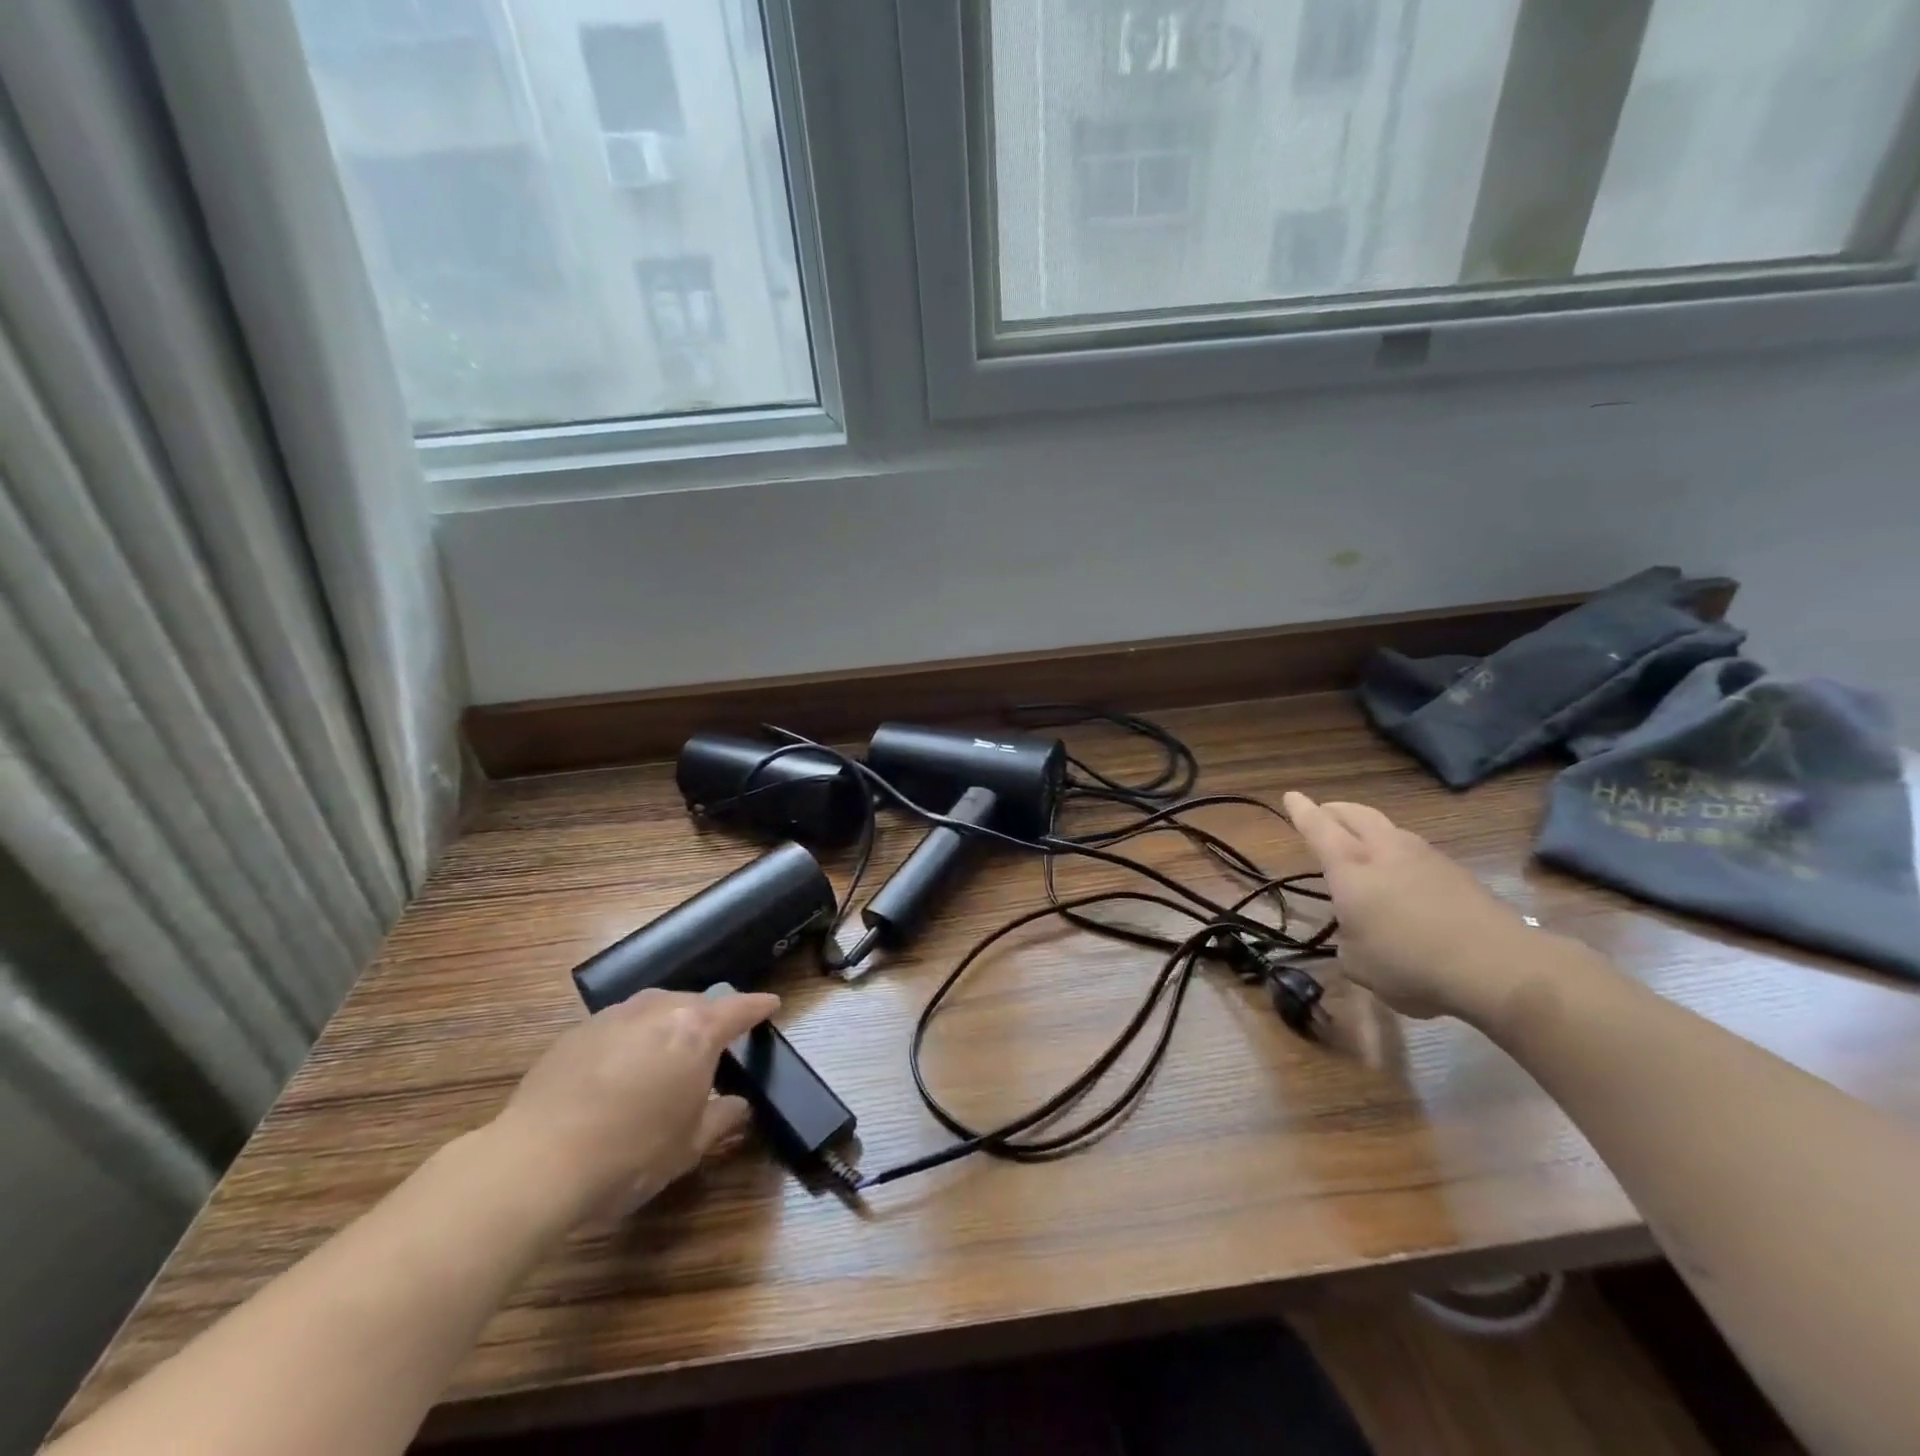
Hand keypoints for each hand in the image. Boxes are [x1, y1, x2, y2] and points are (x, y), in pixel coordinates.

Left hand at [487, 988, 778, 1222]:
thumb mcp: (688, 1146)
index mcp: (696, 1031)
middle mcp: (658, 1010)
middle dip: (709, 1019)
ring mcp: (614, 1017)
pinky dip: (630, 1040)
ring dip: (667, 1026)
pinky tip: (618, 1073)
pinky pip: (618, 1026)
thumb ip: (720, 1119)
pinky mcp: (576, 1032)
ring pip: (654, 1009)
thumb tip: (738, 1106)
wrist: (537, 1162)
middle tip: (714, 1045)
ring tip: (665, 1056)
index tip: (771, 1004)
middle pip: (695, 1003)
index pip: (739, 1009)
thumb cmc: (630, 1153)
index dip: (758, 1006)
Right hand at [1283, 792, 1533, 1021]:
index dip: (1301, 811)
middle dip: (1335, 810)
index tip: (1291, 796)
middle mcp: (1385, 851)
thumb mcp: (1357, 965)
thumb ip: (1349, 942)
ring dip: (1370, 830)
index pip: (1318, 828)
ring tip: (1363, 843)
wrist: (1497, 967)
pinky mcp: (1458, 874)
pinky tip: (1402, 877)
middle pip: (1356, 814)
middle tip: (1324, 813)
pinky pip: (1416, 852)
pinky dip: (1399, 855)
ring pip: (1389, 829)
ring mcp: (1426, 858)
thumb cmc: (1409, 963)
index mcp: (1350, 867)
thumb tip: (1359, 936)